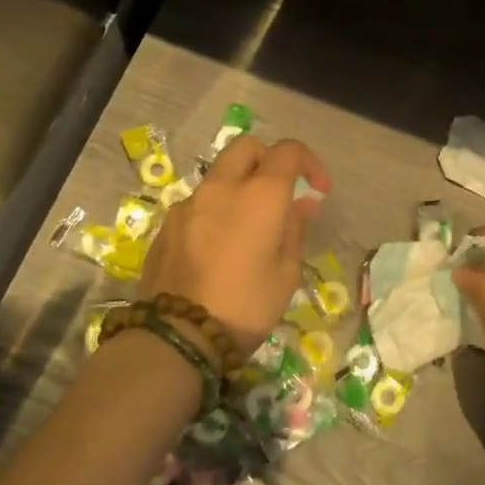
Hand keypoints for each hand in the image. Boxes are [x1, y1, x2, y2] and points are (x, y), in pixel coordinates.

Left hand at [138, 136, 331, 353]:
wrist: (177, 337)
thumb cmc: (246, 305)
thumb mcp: (286, 272)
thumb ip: (294, 229)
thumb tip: (301, 204)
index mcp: (260, 194)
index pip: (288, 151)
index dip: (309, 163)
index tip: (318, 190)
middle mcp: (222, 187)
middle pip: (246, 147)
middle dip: (268, 159)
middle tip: (280, 192)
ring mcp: (189, 204)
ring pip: (219, 175)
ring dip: (239, 186)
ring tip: (249, 226)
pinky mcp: (166, 225)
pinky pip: (198, 203)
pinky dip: (215, 210)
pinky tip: (219, 247)